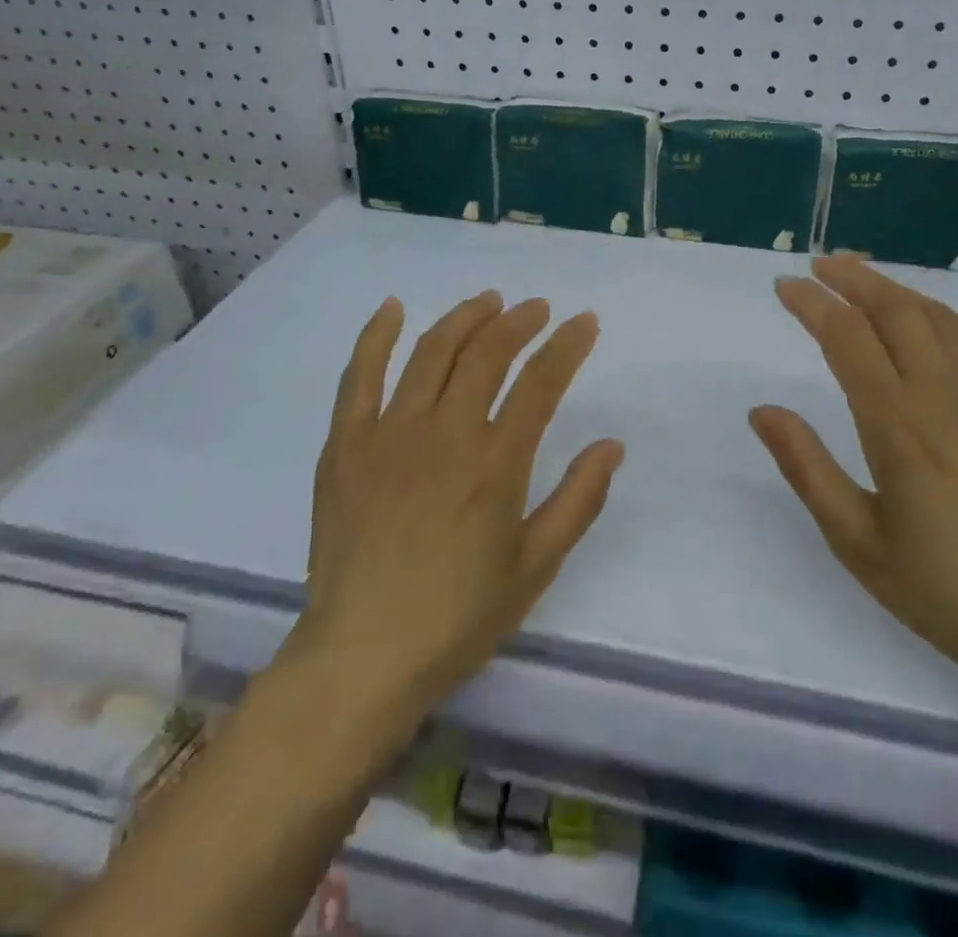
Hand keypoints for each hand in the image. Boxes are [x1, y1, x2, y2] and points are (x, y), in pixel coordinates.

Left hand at [292, 292, 623, 720]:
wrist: (362, 656)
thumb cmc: (458, 617)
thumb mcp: (535, 566)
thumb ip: (578, 500)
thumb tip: (611, 444)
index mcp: (496, 463)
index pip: (541, 382)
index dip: (568, 345)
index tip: (585, 322)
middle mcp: (445, 433)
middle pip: (487, 353)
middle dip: (520, 321)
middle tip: (538, 309)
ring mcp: (389, 433)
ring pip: (431, 352)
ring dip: (464, 317)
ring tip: (488, 302)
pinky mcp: (346, 444)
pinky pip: (359, 375)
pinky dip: (377, 336)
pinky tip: (394, 308)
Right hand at [750, 258, 957, 708]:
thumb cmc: (944, 589)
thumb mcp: (857, 540)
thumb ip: (806, 467)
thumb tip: (762, 410)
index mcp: (899, 426)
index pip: (847, 338)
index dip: (812, 305)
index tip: (785, 286)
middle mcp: (946, 396)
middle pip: (896, 310)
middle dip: (853, 278)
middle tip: (820, 265)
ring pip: (941, 317)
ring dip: (897, 290)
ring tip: (865, 281)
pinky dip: (947, 317)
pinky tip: (934, 322)